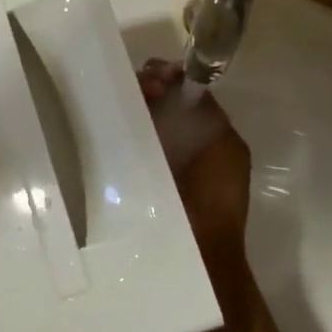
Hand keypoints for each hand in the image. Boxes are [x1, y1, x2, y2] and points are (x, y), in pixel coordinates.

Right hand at [137, 60, 271, 331]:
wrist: (195, 255)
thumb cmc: (216, 200)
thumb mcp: (225, 149)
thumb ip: (209, 116)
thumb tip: (186, 85)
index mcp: (198, 133)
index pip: (176, 91)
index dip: (166, 77)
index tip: (158, 77)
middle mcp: (169, 141)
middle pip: (151, 99)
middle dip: (146, 86)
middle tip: (144, 88)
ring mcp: (144, 158)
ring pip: (132, 116)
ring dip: (129, 103)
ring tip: (127, 101)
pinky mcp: (122, 175)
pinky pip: (115, 140)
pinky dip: (111, 126)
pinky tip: (106, 119)